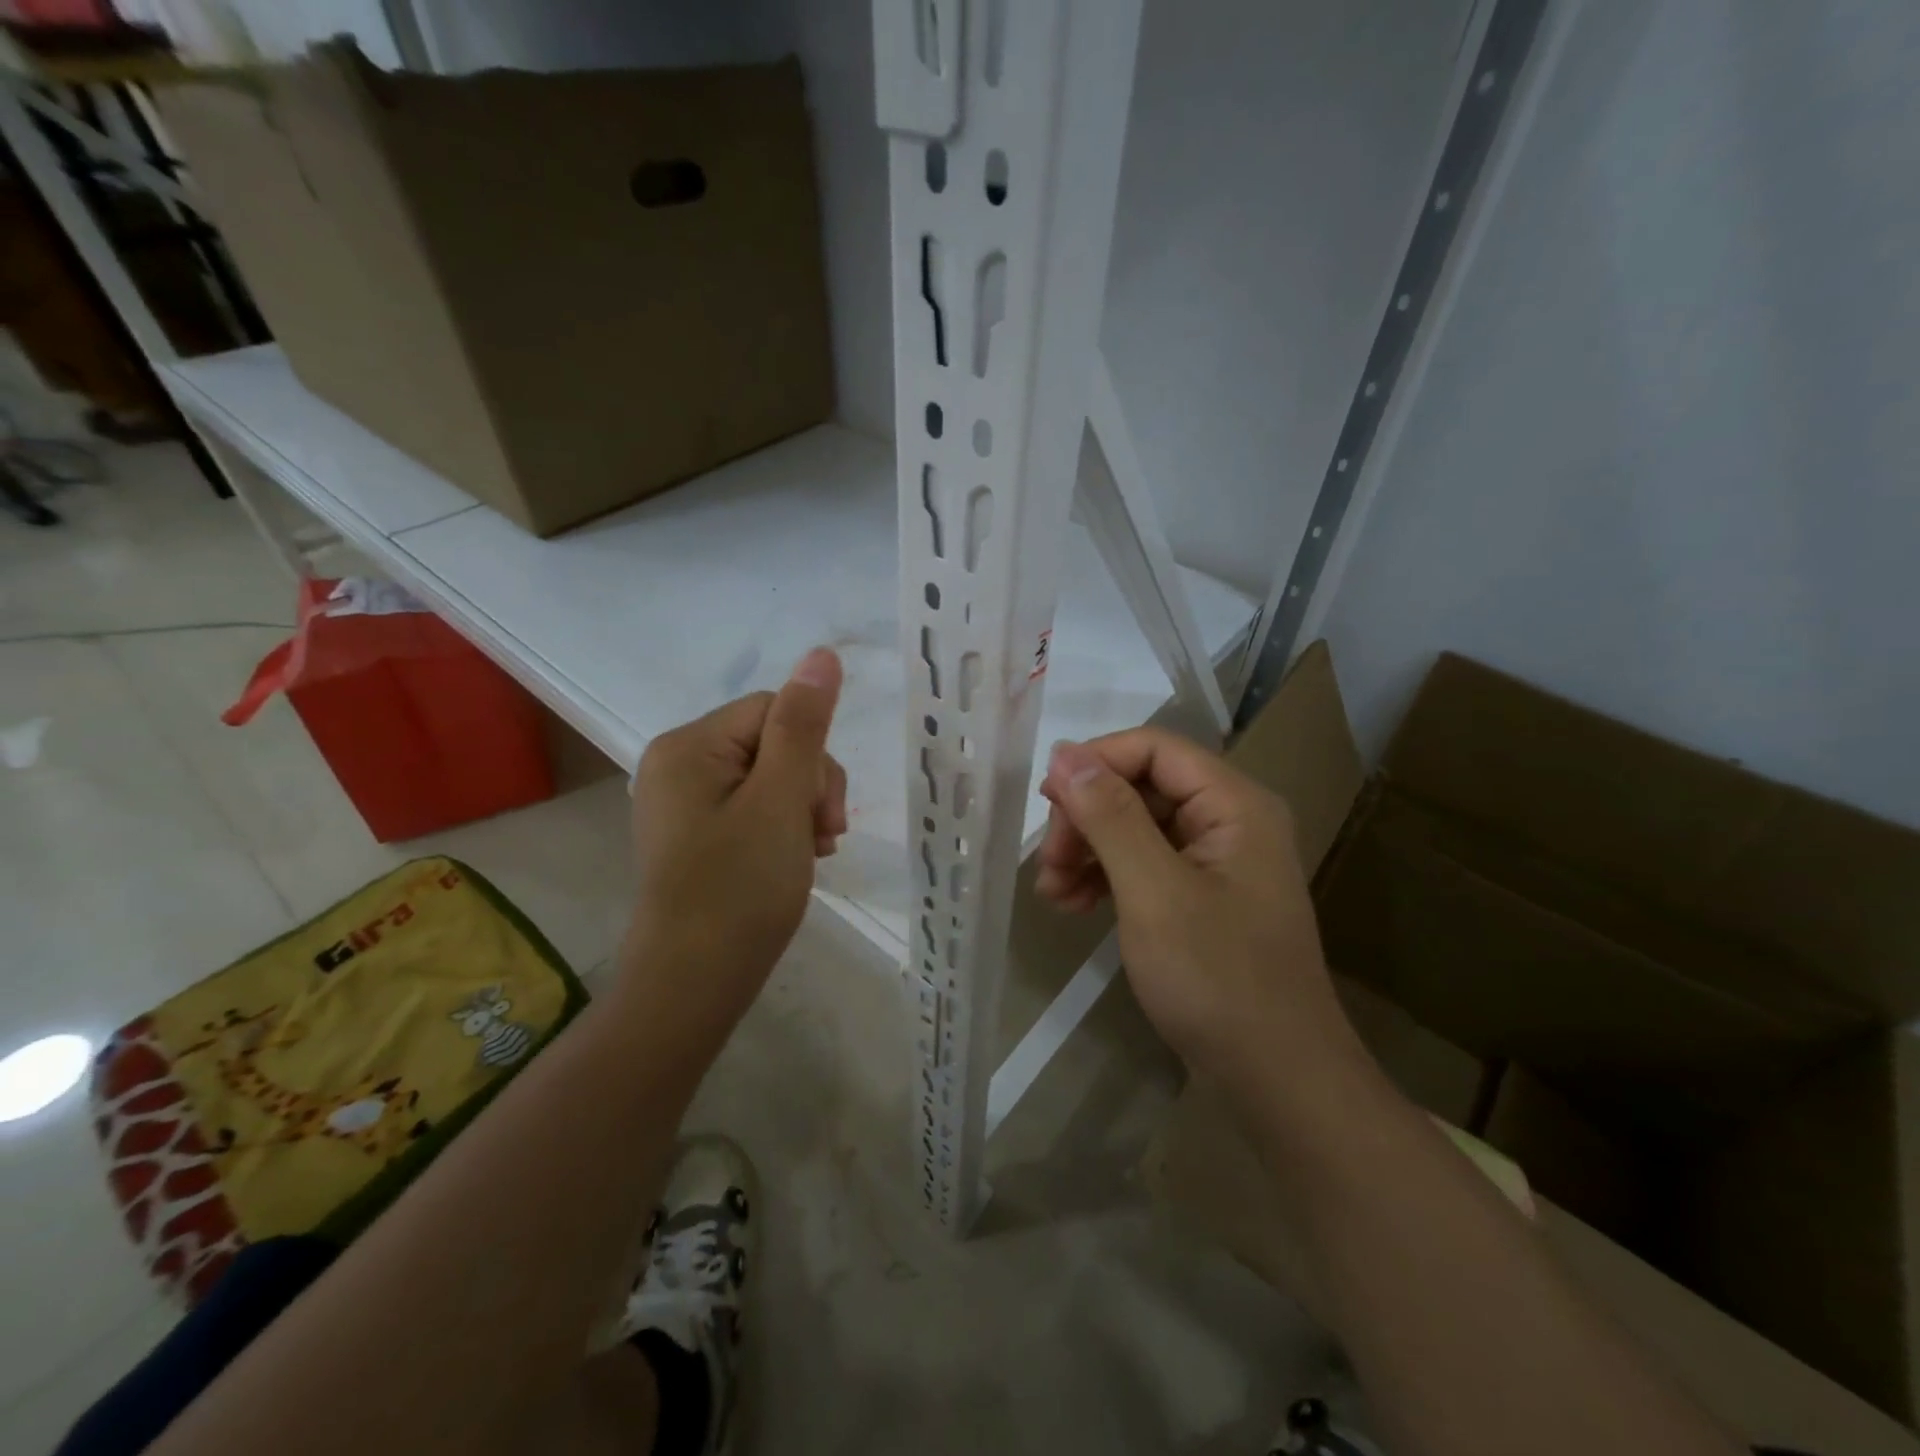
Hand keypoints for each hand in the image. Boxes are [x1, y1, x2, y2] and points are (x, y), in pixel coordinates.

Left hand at [620, 647, 846, 1039]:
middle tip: (822, 839)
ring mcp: (683, 800)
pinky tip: (793, 859)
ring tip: (811, 853)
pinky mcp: (694, 832)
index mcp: (689, 745)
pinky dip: (781, 827)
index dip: (813, 756)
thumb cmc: (740, 889)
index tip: (823, 814)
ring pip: (769, 776)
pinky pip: (751, 806)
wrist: (693, 984)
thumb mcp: (781, 800)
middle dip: (808, 786)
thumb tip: (822, 654)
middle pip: (772, 742)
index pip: (776, 711)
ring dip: (801, 808)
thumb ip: (804, 726)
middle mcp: (677, 762)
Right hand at [1036, 731, 1353, 1084]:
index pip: (1153, 748)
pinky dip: (1105, 878)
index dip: (1095, 763)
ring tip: (1050, 893)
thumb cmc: (1218, 979)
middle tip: (1046, 864)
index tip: (1045, 802)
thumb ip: (1110, 817)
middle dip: (1086, 819)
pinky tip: (1073, 905)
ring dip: (1088, 850)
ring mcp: (1215, 861)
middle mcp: (1228, 820)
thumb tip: (1065, 754)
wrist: (1278, 1080)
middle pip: (1141, 787)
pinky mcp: (1200, 896)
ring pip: (1135, 827)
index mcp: (1233, 803)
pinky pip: (1144, 864)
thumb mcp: (1154, 891)